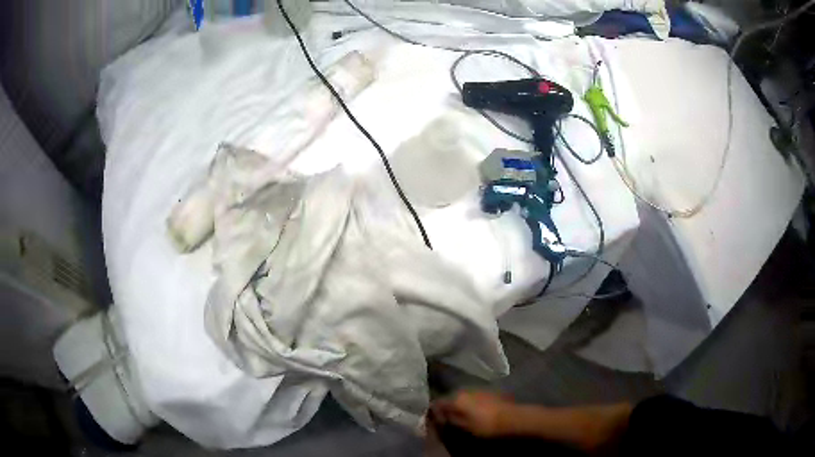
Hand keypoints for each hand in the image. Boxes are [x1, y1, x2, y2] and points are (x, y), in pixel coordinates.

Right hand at [430, 390, 514, 437]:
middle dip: (448, 406)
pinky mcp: (489, 390)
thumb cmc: (483, 425)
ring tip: (463, 415)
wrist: (510, 418)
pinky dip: (472, 403)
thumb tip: (436, 414)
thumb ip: (447, 418)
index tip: (435, 420)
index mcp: (455, 397)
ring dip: (461, 404)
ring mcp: (478, 388)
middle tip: (448, 418)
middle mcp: (464, 389)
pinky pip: (474, 397)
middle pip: (450, 398)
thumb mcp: (461, 426)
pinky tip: (476, 411)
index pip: (437, 403)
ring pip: (463, 396)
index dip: (434, 412)